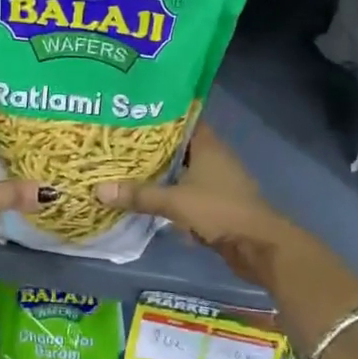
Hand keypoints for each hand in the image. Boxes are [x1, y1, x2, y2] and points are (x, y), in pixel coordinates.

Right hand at [96, 124, 293, 287]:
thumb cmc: (220, 210)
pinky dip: (171, 193)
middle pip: (179, 145)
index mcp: (208, 145)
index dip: (160, 115)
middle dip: (153, 146)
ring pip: (183, 170)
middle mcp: (214, 157)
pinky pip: (187, 192)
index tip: (133, 112)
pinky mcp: (216, 203)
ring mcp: (217, 181)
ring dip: (161, 171)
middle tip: (120, 141)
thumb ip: (139, 195)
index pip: (183, 118)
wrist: (259, 246)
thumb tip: (98, 189)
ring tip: (127, 167)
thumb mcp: (175, 201)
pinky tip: (148, 196)